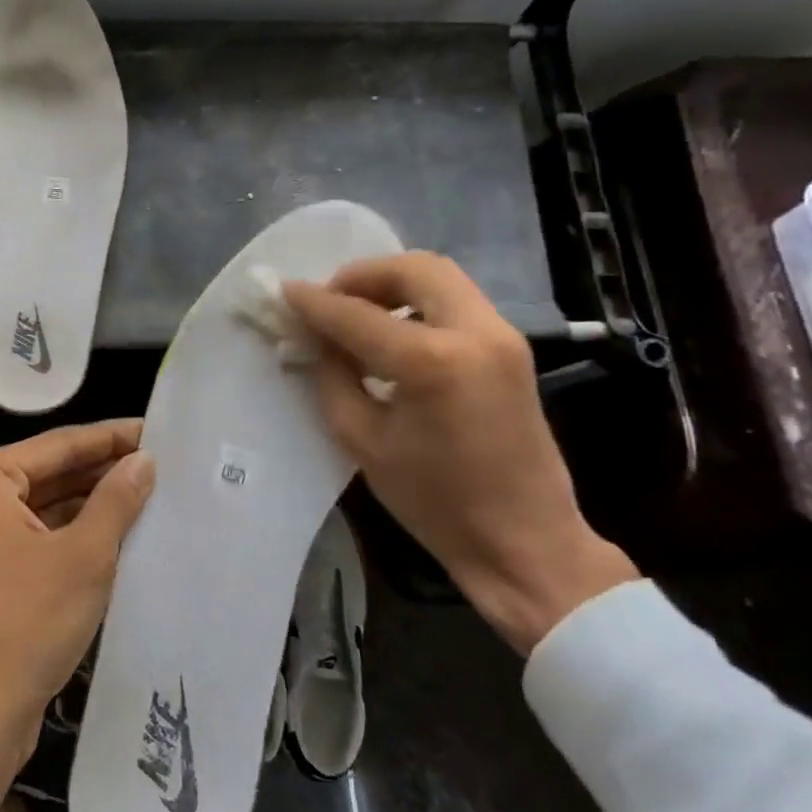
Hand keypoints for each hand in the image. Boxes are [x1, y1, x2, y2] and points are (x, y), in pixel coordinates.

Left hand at [0, 420, 154, 811]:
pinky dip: (71, 532)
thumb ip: (116, 499)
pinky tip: (116, 530)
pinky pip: (34, 536)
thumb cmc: (27, 624)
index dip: (110, 437)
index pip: (57, 445)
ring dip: (90, 502)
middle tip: (159, 461)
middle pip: (47, 472)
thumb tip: (144, 460)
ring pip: (42, 506)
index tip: (156, 430)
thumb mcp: (84, 555)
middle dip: (101, 470)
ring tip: (146, 491)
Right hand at [285, 254, 638, 653]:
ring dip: (393, 284)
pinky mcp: (512, 347)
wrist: (525, 542)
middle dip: (363, 275)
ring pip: (440, 277)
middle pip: (414, 269)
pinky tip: (394, 333)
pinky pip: (457, 301)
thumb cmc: (436, 503)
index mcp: (432, 362)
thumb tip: (313, 338)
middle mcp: (474, 332)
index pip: (358, 315)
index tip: (285, 292)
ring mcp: (502, 335)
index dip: (315, 302)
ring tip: (358, 314)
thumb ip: (333, 377)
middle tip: (331, 300)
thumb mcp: (363, 442)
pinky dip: (418, 302)